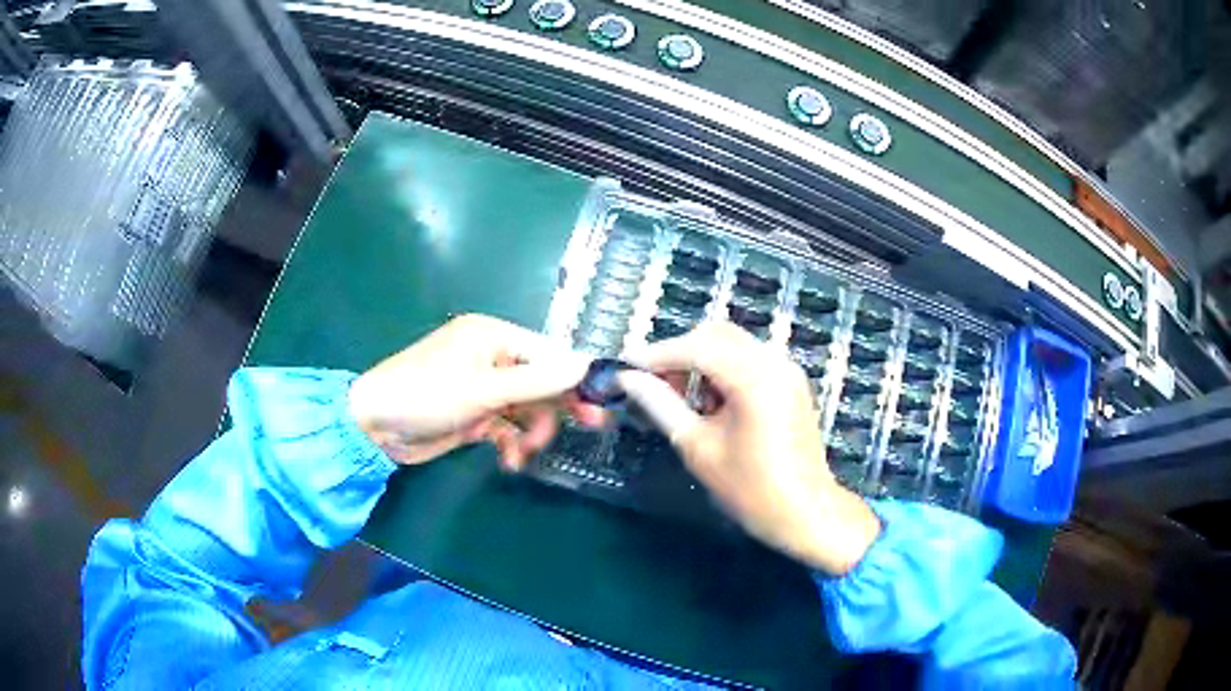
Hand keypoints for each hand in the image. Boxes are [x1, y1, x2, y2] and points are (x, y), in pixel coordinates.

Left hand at [348, 314, 597, 467]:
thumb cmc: (425, 395)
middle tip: (588, 429)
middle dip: (556, 408)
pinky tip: (508, 460)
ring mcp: (483, 388)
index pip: (548, 353)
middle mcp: (491, 357)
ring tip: (523, 453)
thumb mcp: (484, 389)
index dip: (575, 378)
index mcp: (493, 337)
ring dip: (531, 432)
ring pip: (527, 408)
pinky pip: (506, 427)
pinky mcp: (475, 414)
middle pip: (541, 381)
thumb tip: (585, 367)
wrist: (374, 427)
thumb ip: (537, 382)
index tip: (600, 404)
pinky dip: (511, 443)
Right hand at [618, 322, 879, 575]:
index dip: (656, 355)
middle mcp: (773, 361)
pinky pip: (749, 360)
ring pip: (732, 344)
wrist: (805, 512)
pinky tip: (711, 404)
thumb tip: (628, 380)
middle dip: (679, 354)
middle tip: (651, 384)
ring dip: (701, 361)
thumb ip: (661, 405)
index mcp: (753, 376)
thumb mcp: (698, 447)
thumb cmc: (750, 488)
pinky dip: (723, 370)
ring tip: (681, 399)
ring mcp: (786, 369)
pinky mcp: (790, 382)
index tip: (624, 367)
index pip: (695, 347)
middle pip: (715, 335)